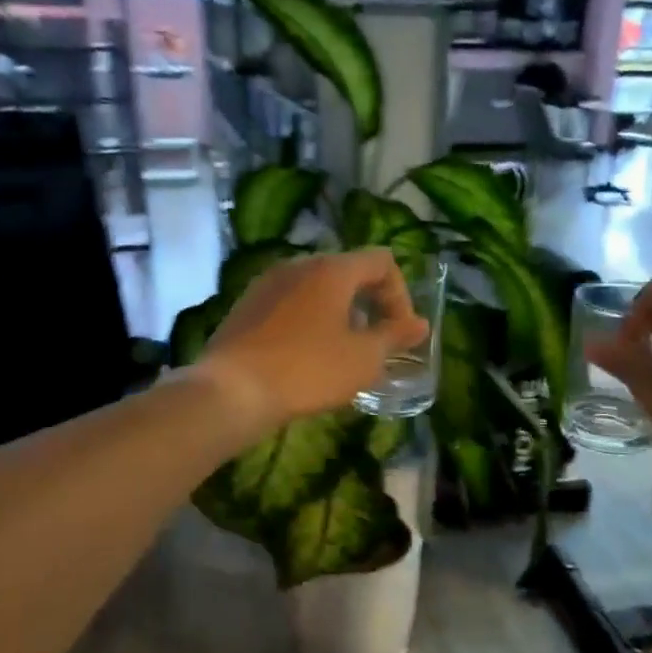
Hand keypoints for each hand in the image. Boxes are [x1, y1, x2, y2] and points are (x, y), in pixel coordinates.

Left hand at [196, 250, 427, 434]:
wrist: (231, 391)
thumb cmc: (307, 370)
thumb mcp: (363, 359)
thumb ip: (395, 337)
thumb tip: (420, 325)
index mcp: (331, 269)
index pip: (381, 262)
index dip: (400, 295)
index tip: (398, 333)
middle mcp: (298, 264)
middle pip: (348, 272)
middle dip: (370, 305)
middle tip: (375, 343)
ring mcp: (267, 283)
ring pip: (317, 289)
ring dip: (339, 314)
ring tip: (342, 353)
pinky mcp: (246, 306)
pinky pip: (291, 304)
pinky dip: (310, 321)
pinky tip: (306, 357)